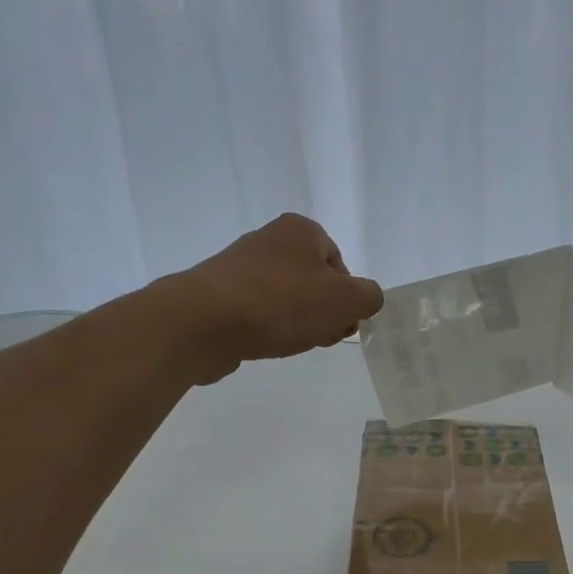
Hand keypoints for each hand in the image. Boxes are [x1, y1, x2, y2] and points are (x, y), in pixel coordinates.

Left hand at [170, 214, 384, 383]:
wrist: (202, 322)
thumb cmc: (283, 303)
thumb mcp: (347, 300)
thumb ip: (370, 297)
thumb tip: (365, 299)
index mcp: (301, 230)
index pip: (339, 264)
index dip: (348, 297)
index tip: (342, 323)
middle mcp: (269, 239)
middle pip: (313, 281)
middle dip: (323, 312)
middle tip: (321, 337)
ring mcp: (239, 265)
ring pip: (286, 298)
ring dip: (297, 322)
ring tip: (290, 343)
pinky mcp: (217, 293)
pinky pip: (256, 311)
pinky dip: (266, 327)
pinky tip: (264, 344)